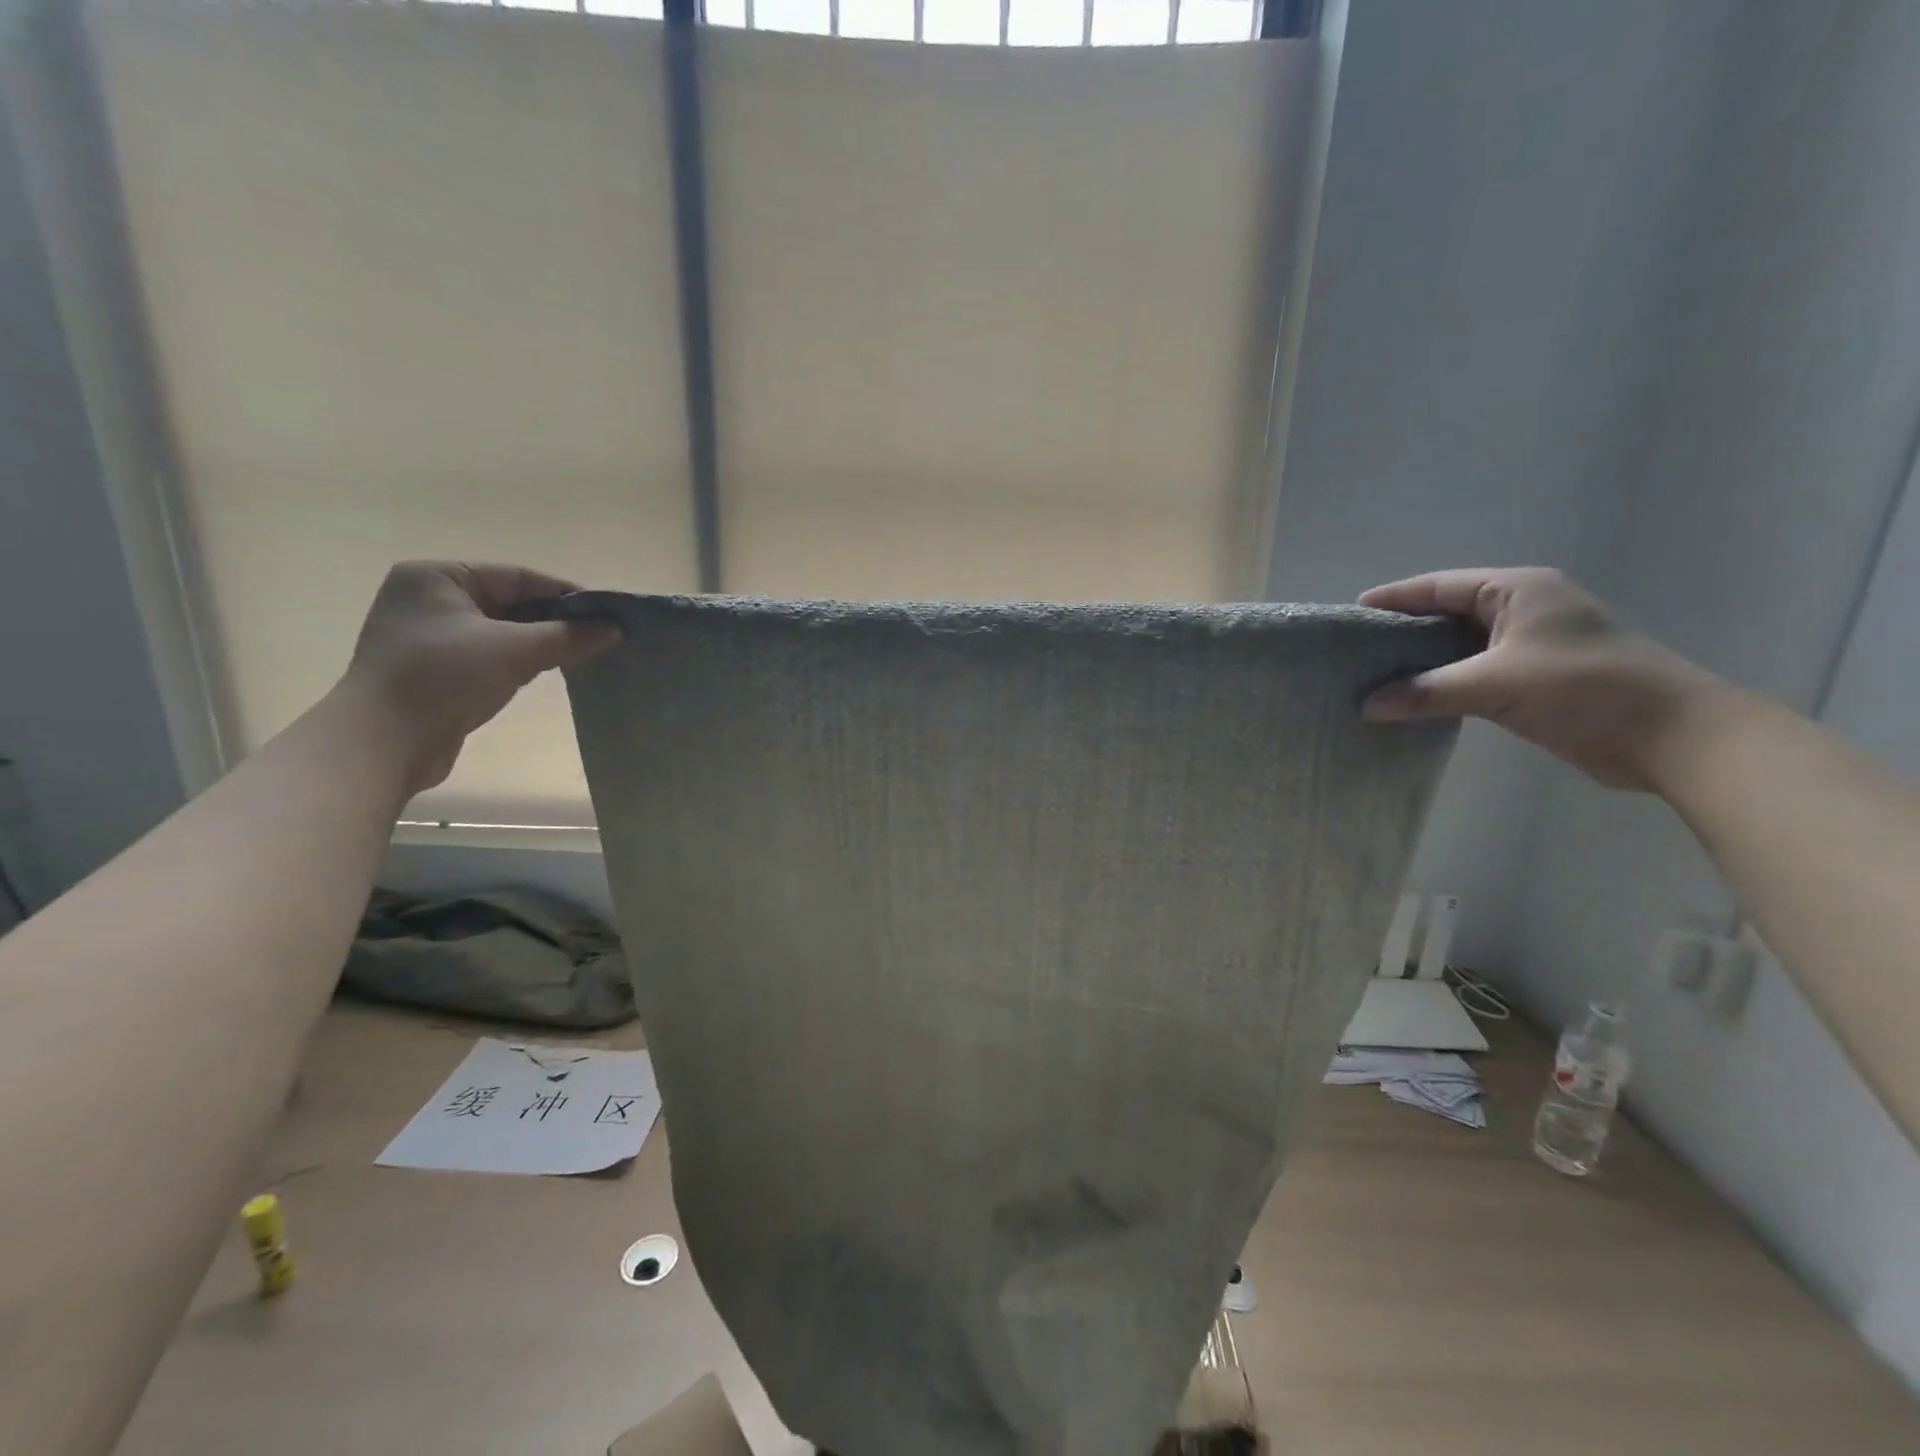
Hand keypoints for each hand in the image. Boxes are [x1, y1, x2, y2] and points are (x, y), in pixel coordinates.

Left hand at [337, 562, 621, 792]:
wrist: (384, 742)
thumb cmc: (445, 678)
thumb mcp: (515, 651)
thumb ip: (569, 636)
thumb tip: (616, 629)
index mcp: (438, 577)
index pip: (518, 577)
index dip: (567, 595)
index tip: (608, 613)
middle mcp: (429, 599)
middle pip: (511, 603)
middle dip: (556, 621)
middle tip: (601, 637)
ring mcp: (429, 636)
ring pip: (503, 631)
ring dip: (541, 643)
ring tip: (582, 655)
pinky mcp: (435, 669)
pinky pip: (490, 654)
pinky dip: (520, 661)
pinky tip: (548, 671)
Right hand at [1358, 567, 1737, 791]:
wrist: (1672, 736)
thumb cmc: (1584, 689)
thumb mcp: (1495, 685)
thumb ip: (1426, 692)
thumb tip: (1366, 705)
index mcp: (1517, 591)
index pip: (1440, 586)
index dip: (1395, 597)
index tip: (1352, 612)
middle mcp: (1522, 610)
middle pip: (1447, 613)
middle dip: (1403, 630)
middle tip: (1356, 649)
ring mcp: (1529, 646)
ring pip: (1459, 647)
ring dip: (1421, 662)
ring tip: (1374, 676)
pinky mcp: (1534, 679)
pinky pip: (1473, 674)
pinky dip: (1442, 684)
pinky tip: (1412, 700)